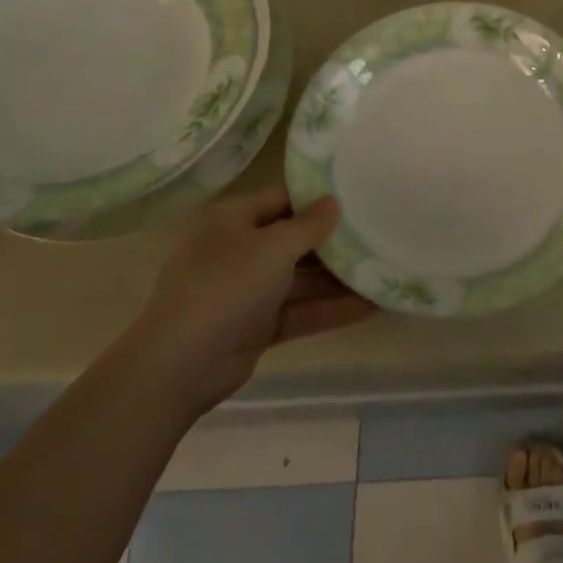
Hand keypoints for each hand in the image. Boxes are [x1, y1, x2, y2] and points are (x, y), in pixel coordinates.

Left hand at [122, 186, 374, 420]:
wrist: (180, 365)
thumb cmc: (227, 286)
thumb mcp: (274, 246)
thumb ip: (309, 224)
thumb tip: (333, 201)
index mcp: (231, 219)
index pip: (282, 199)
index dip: (318, 199)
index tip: (358, 197)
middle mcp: (237, 250)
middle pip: (292, 240)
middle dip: (333, 243)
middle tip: (378, 234)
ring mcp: (245, 291)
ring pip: (299, 279)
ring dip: (337, 280)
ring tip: (382, 271)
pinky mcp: (255, 326)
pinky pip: (298, 311)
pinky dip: (328, 309)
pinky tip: (369, 306)